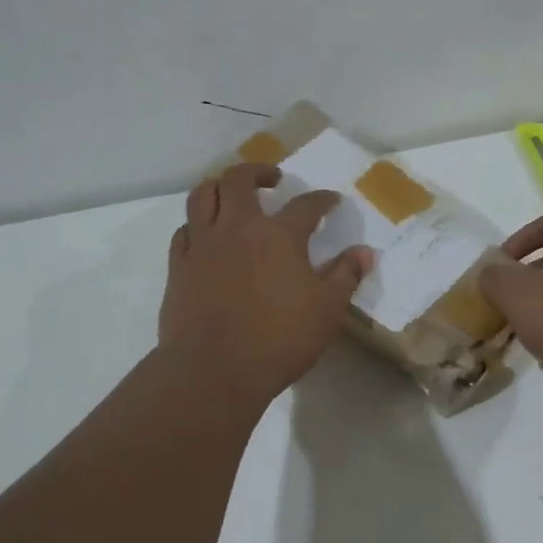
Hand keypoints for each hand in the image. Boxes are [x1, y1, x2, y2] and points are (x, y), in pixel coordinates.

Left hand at [158, 163, 373, 406]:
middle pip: (240, 180)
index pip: (306, 205)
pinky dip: (197, 223)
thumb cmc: (280, 339)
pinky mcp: (179, 266)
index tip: (331, 201)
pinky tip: (206, 234)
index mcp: (279, 236)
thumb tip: (364, 252)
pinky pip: (184, 230)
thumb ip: (345, 276)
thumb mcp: (327, 310)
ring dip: (219, 186)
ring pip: (203, 195)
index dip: (322, 200)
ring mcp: (203, 245)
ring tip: (232, 194)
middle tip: (273, 179)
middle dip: (259, 171)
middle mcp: (238, 228)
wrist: (214, 370)